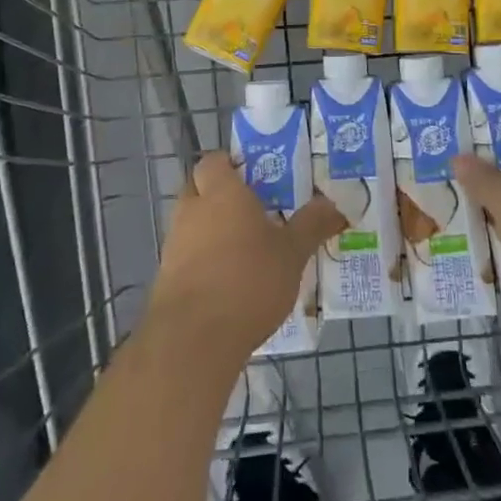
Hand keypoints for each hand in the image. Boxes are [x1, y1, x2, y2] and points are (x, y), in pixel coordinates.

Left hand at [145, 152, 343, 364]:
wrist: (193, 339)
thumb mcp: (292, 253)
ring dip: (212, 231)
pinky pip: (188, 257)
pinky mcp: (166, 278)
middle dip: (221, 196)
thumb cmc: (248, 280)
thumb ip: (312, 225)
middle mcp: (192, 211)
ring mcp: (174, 245)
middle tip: (254, 211)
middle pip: (200, 189)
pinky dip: (204, 263)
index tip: (255, 176)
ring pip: (192, 224)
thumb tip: (334, 204)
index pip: (214, 161)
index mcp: (221, 192)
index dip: (231, 164)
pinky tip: (229, 284)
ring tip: (246, 251)